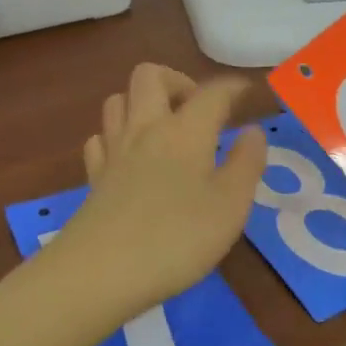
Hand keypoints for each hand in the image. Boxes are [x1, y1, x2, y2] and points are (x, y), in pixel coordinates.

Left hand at [53, 64, 265, 319]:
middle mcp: (146, 128)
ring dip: (141, 102)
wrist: (102, 270)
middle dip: (176, 80)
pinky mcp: (93, 176)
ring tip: (163, 127)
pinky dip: (115, 136)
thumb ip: (246, 164)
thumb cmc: (178, 237)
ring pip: (118, 100)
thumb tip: (252, 132)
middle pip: (150, 75)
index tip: (246, 91)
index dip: (232, 87)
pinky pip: (100, 137)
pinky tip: (128, 156)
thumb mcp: (230, 206)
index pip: (211, 93)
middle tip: (196, 108)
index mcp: (185, 131)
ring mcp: (114, 150)